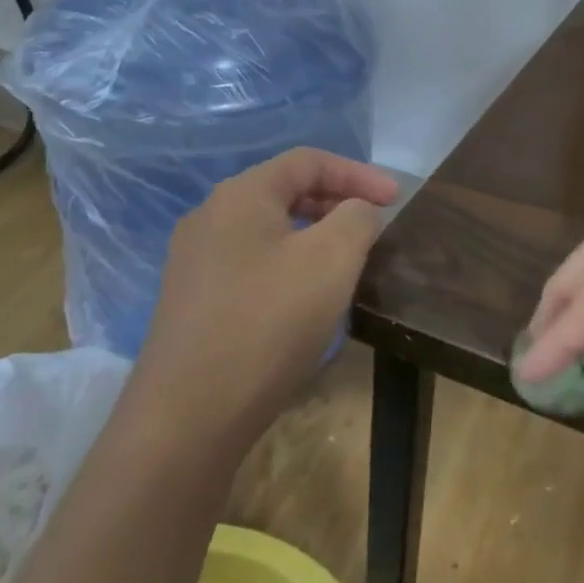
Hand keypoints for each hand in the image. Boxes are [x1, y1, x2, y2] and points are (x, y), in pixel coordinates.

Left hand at [130, 149, 398, 455]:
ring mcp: (195, 262)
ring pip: (270, 229)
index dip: (359, 173)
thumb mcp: (332, 259)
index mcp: (241, 196)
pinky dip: (290, 262)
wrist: (186, 421)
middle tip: (375, 223)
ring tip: (349, 258)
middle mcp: (210, 218)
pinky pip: (253, 262)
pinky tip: (308, 296)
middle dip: (337, 200)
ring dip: (315, 233)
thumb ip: (357, 217)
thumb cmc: (268, 323)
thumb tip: (356, 211)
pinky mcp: (193, 302)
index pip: (308, 161)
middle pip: (286, 190)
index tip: (397, 199)